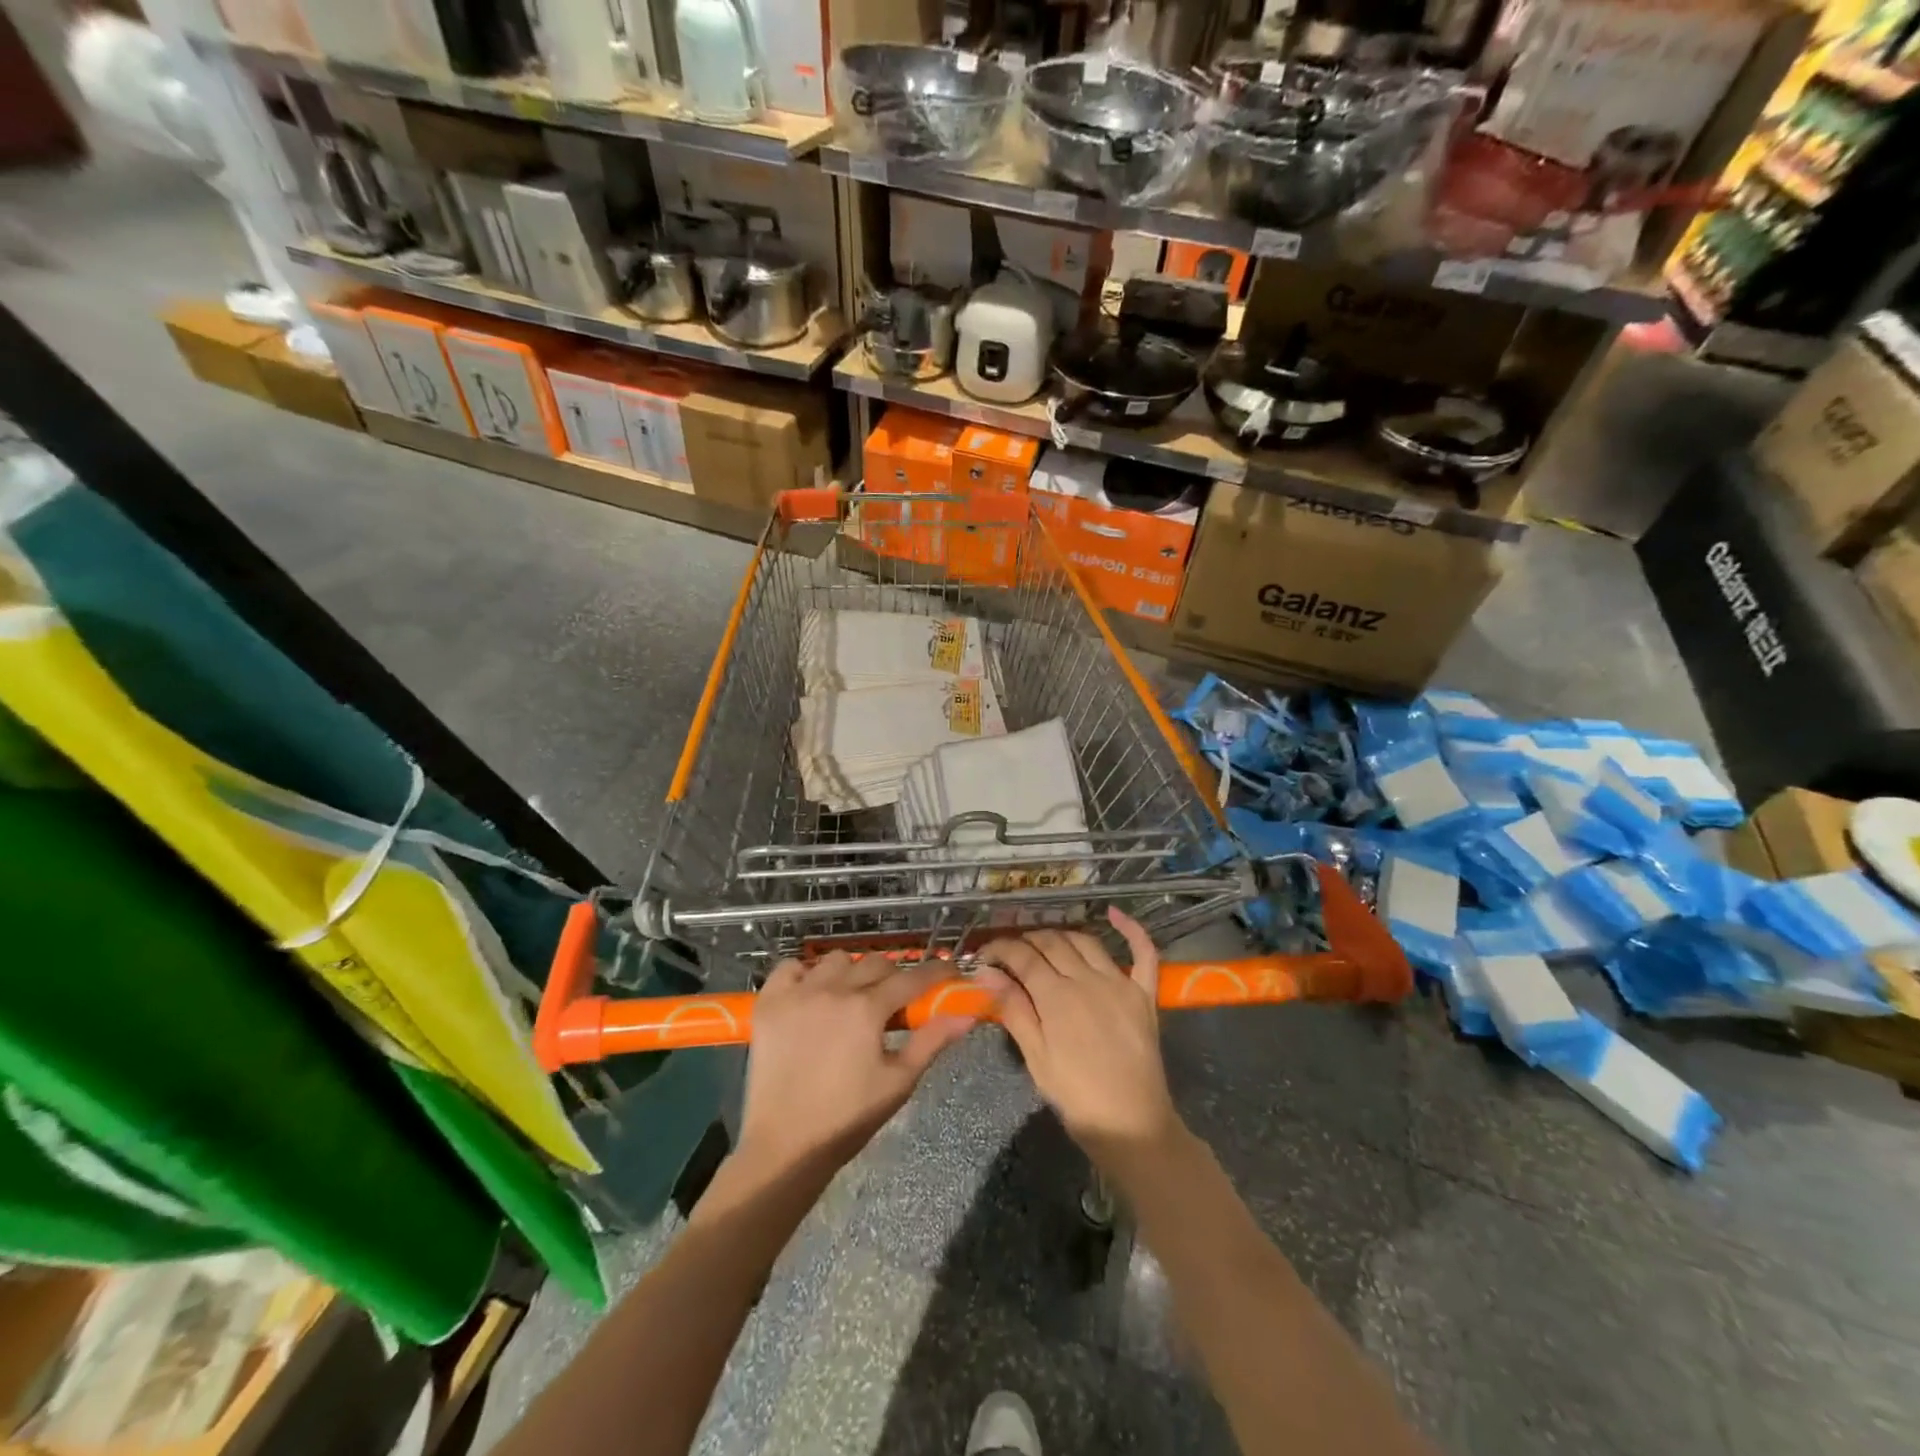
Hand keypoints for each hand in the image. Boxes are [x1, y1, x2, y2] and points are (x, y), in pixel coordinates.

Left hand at [736, 953, 975, 1175]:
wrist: (785, 1146)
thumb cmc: (848, 1118)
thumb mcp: (898, 1081)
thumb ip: (932, 1041)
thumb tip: (966, 1015)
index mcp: (867, 1009)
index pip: (911, 978)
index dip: (935, 972)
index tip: (949, 971)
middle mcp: (833, 990)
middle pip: (875, 963)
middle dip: (893, 976)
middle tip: (896, 999)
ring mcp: (797, 993)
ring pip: (835, 960)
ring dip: (851, 971)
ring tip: (851, 997)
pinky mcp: (768, 1003)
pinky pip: (789, 967)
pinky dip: (804, 973)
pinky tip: (811, 994)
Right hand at [976, 909, 1179, 1166]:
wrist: (1132, 1124)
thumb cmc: (1076, 1097)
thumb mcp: (1036, 1057)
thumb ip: (1013, 1009)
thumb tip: (986, 973)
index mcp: (1056, 996)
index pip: (1022, 956)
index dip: (1000, 949)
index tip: (984, 954)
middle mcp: (1087, 979)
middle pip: (1052, 943)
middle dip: (1026, 940)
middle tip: (1011, 952)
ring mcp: (1119, 982)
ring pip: (1085, 941)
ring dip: (1061, 935)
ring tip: (1045, 942)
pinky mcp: (1144, 993)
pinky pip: (1142, 952)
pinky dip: (1131, 929)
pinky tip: (1114, 914)